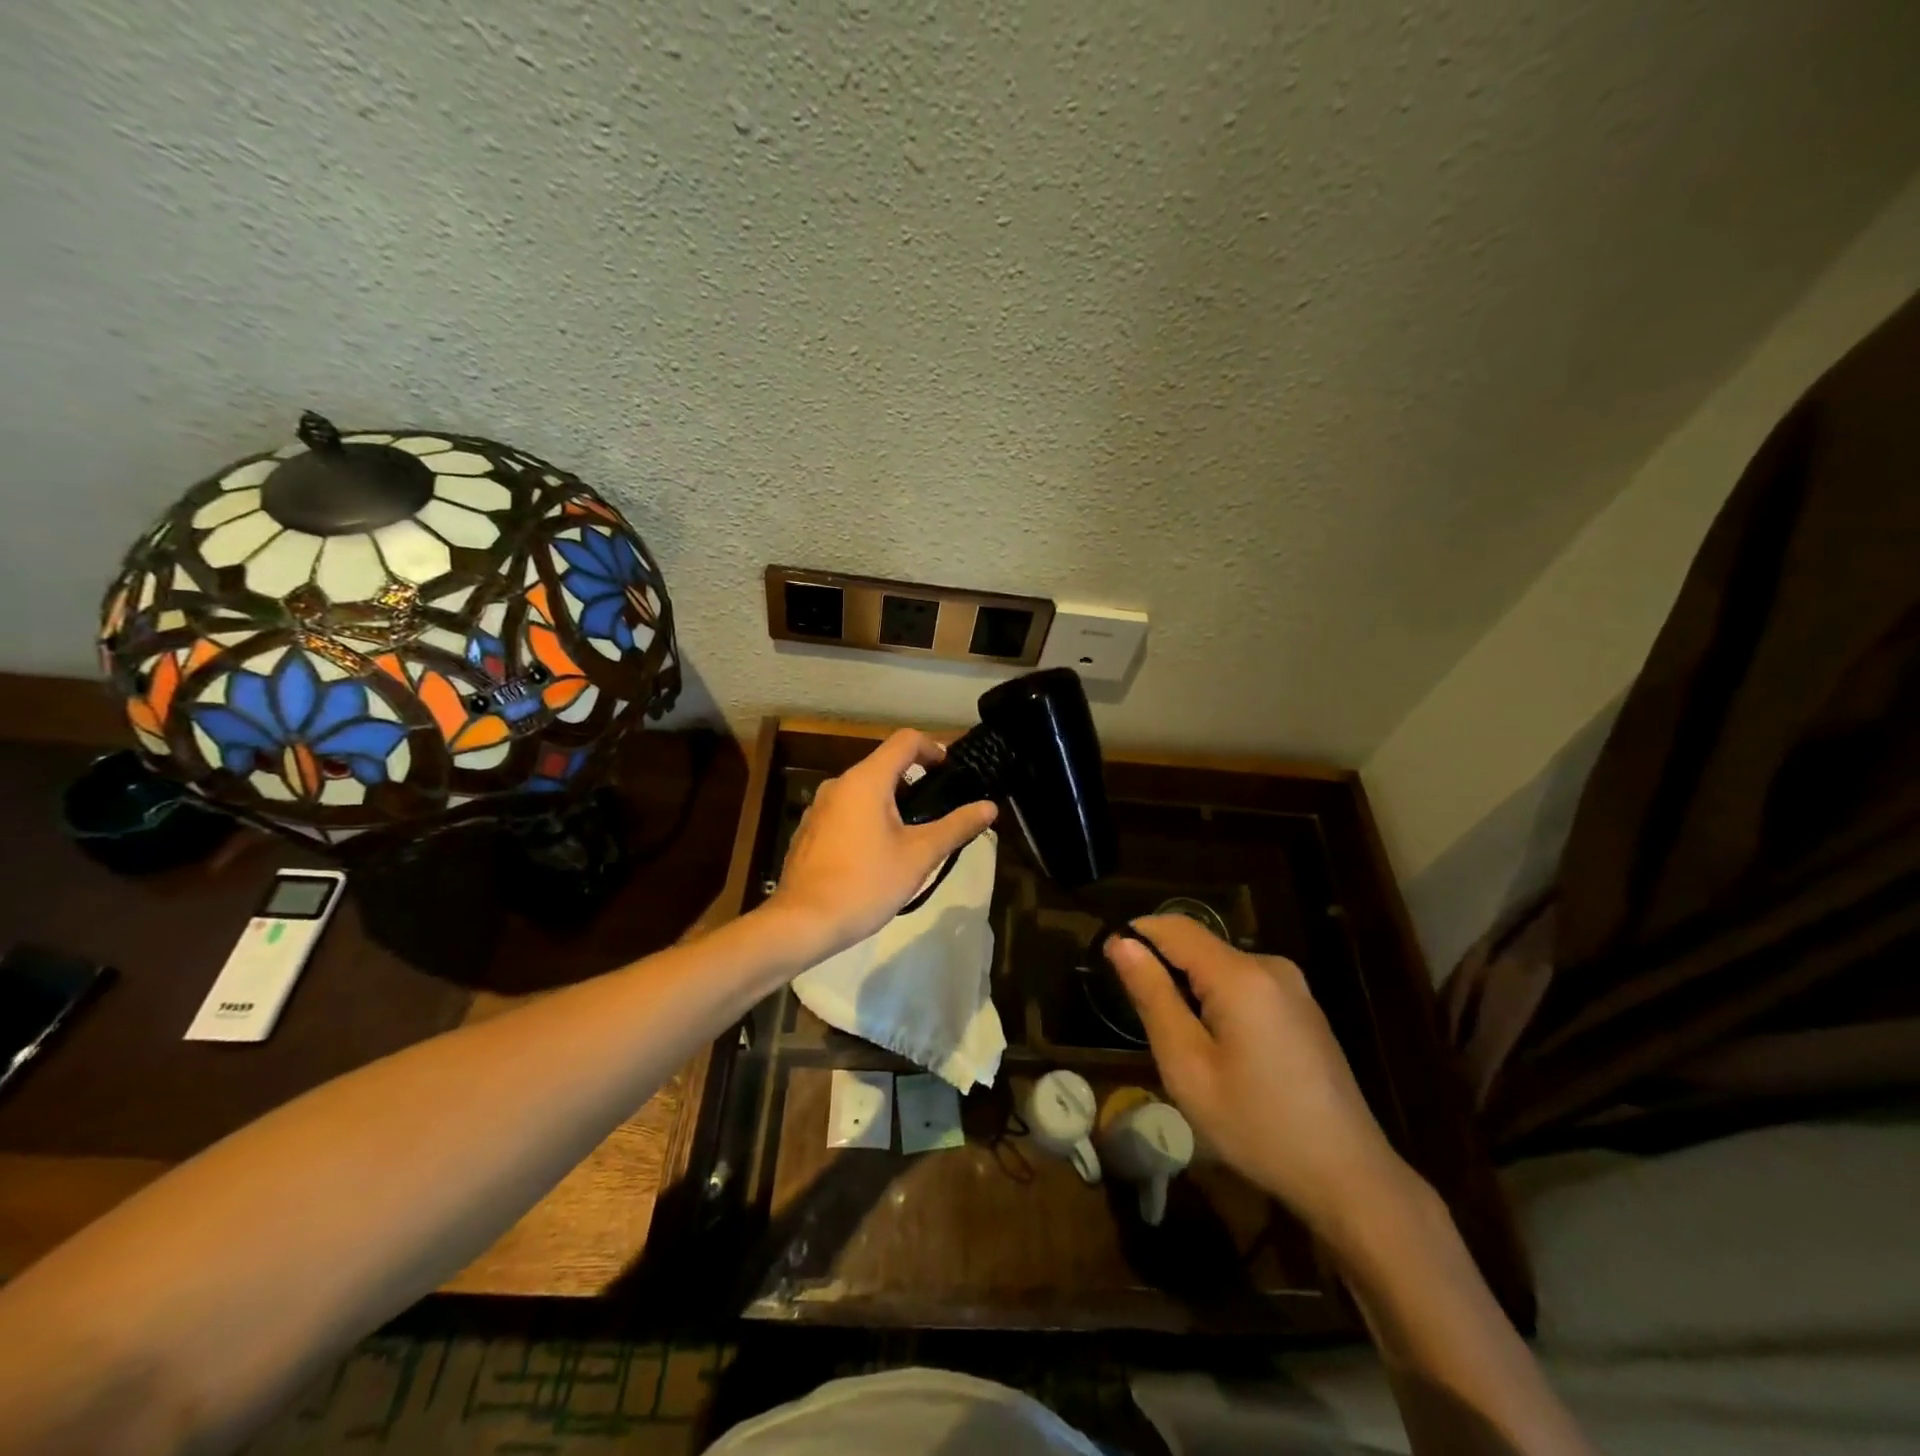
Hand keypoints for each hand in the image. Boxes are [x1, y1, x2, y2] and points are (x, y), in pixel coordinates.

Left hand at [768, 730, 997, 958]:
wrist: (802, 922)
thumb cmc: (866, 883)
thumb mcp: (920, 856)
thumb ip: (956, 826)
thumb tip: (990, 807)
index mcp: (866, 780)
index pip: (905, 740)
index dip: (933, 749)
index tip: (951, 774)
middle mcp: (838, 784)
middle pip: (884, 765)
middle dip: (915, 782)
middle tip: (938, 813)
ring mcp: (819, 808)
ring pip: (864, 791)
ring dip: (891, 804)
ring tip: (912, 838)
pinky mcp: (809, 831)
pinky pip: (846, 812)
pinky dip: (867, 820)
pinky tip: (877, 856)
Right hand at [1106, 915, 1414, 1242]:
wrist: (1349, 1176)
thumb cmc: (1257, 1125)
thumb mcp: (1188, 1066)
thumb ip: (1152, 996)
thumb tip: (1121, 943)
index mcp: (1240, 975)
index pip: (1174, 927)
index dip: (1136, 935)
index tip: (1109, 964)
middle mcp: (1270, 966)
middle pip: (1199, 946)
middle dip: (1164, 968)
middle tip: (1145, 1025)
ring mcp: (1293, 987)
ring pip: (1221, 967)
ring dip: (1191, 988)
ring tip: (1182, 1045)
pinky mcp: (1303, 1008)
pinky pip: (1246, 985)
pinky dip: (1219, 1001)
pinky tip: (1222, 1052)